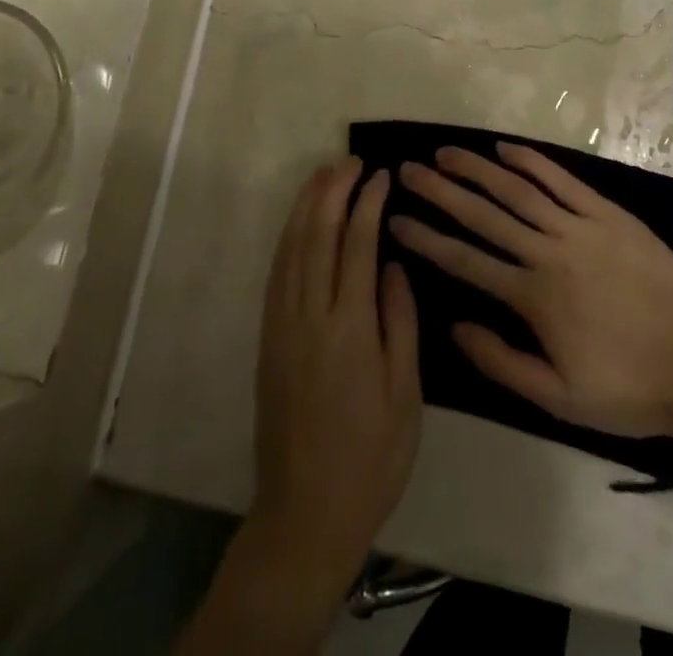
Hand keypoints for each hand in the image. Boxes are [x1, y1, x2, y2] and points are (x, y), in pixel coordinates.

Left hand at [251, 160, 420, 573]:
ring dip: (306, 205)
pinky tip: (299, 223)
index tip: (380, 175)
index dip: (367, 204)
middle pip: (317, 235)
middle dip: (333, 191)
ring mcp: (282, 325)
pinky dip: (288, 238)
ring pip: (291, 248)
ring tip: (323, 174)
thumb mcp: (405, 395)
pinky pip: (277, 273)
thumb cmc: (370, 457)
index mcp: (349, 329)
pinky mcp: (267, 338)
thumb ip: (399, 322)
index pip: (357, 245)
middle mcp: (309, 316)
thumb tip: (393, 263)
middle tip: (350, 160)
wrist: (306, 511)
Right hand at [390, 143, 672, 441]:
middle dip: (440, 191)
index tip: (395, 220)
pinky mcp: (608, 214)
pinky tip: (505, 149)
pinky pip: (562, 181)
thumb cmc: (630, 388)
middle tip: (406, 171)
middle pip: (483, 214)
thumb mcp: (560, 399)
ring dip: (477, 169)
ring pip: (517, 190)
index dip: (427, 238)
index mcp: (533, 297)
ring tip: (445, 153)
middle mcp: (548, 251)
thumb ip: (502, 362)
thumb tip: (455, 327)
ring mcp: (579, 227)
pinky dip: (531, 162)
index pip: (466, 261)